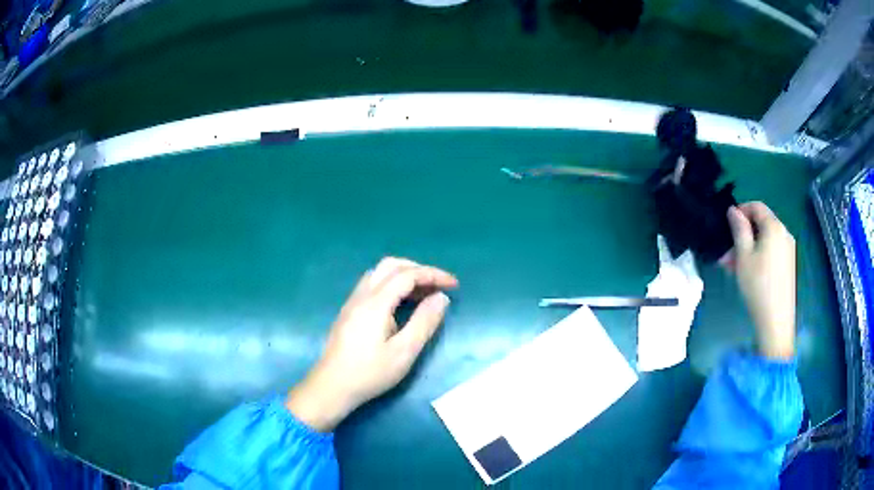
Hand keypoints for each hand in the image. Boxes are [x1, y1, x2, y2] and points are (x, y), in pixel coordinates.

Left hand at [286, 257, 457, 431]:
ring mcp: (352, 302)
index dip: (433, 274)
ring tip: (423, 294)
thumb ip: (424, 322)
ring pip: (379, 274)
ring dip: (403, 276)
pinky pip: (373, 286)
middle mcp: (361, 295)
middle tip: (438, 286)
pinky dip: (392, 285)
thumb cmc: (369, 373)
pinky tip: (401, 305)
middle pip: (390, 265)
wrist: (331, 387)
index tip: (454, 285)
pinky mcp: (349, 312)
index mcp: (375, 303)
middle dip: (418, 269)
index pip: (407, 274)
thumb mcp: (404, 352)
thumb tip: (441, 298)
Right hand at [726, 202, 795, 359]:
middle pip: (761, 224)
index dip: (741, 210)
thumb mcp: (743, 256)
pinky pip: (771, 251)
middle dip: (743, 235)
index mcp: (774, 227)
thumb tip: (733, 211)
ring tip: (733, 267)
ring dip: (748, 247)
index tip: (726, 225)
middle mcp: (784, 233)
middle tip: (726, 254)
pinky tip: (748, 272)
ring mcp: (788, 250)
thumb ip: (739, 229)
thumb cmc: (758, 285)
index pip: (756, 206)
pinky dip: (758, 255)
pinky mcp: (788, 265)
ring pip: (765, 239)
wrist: (776, 321)